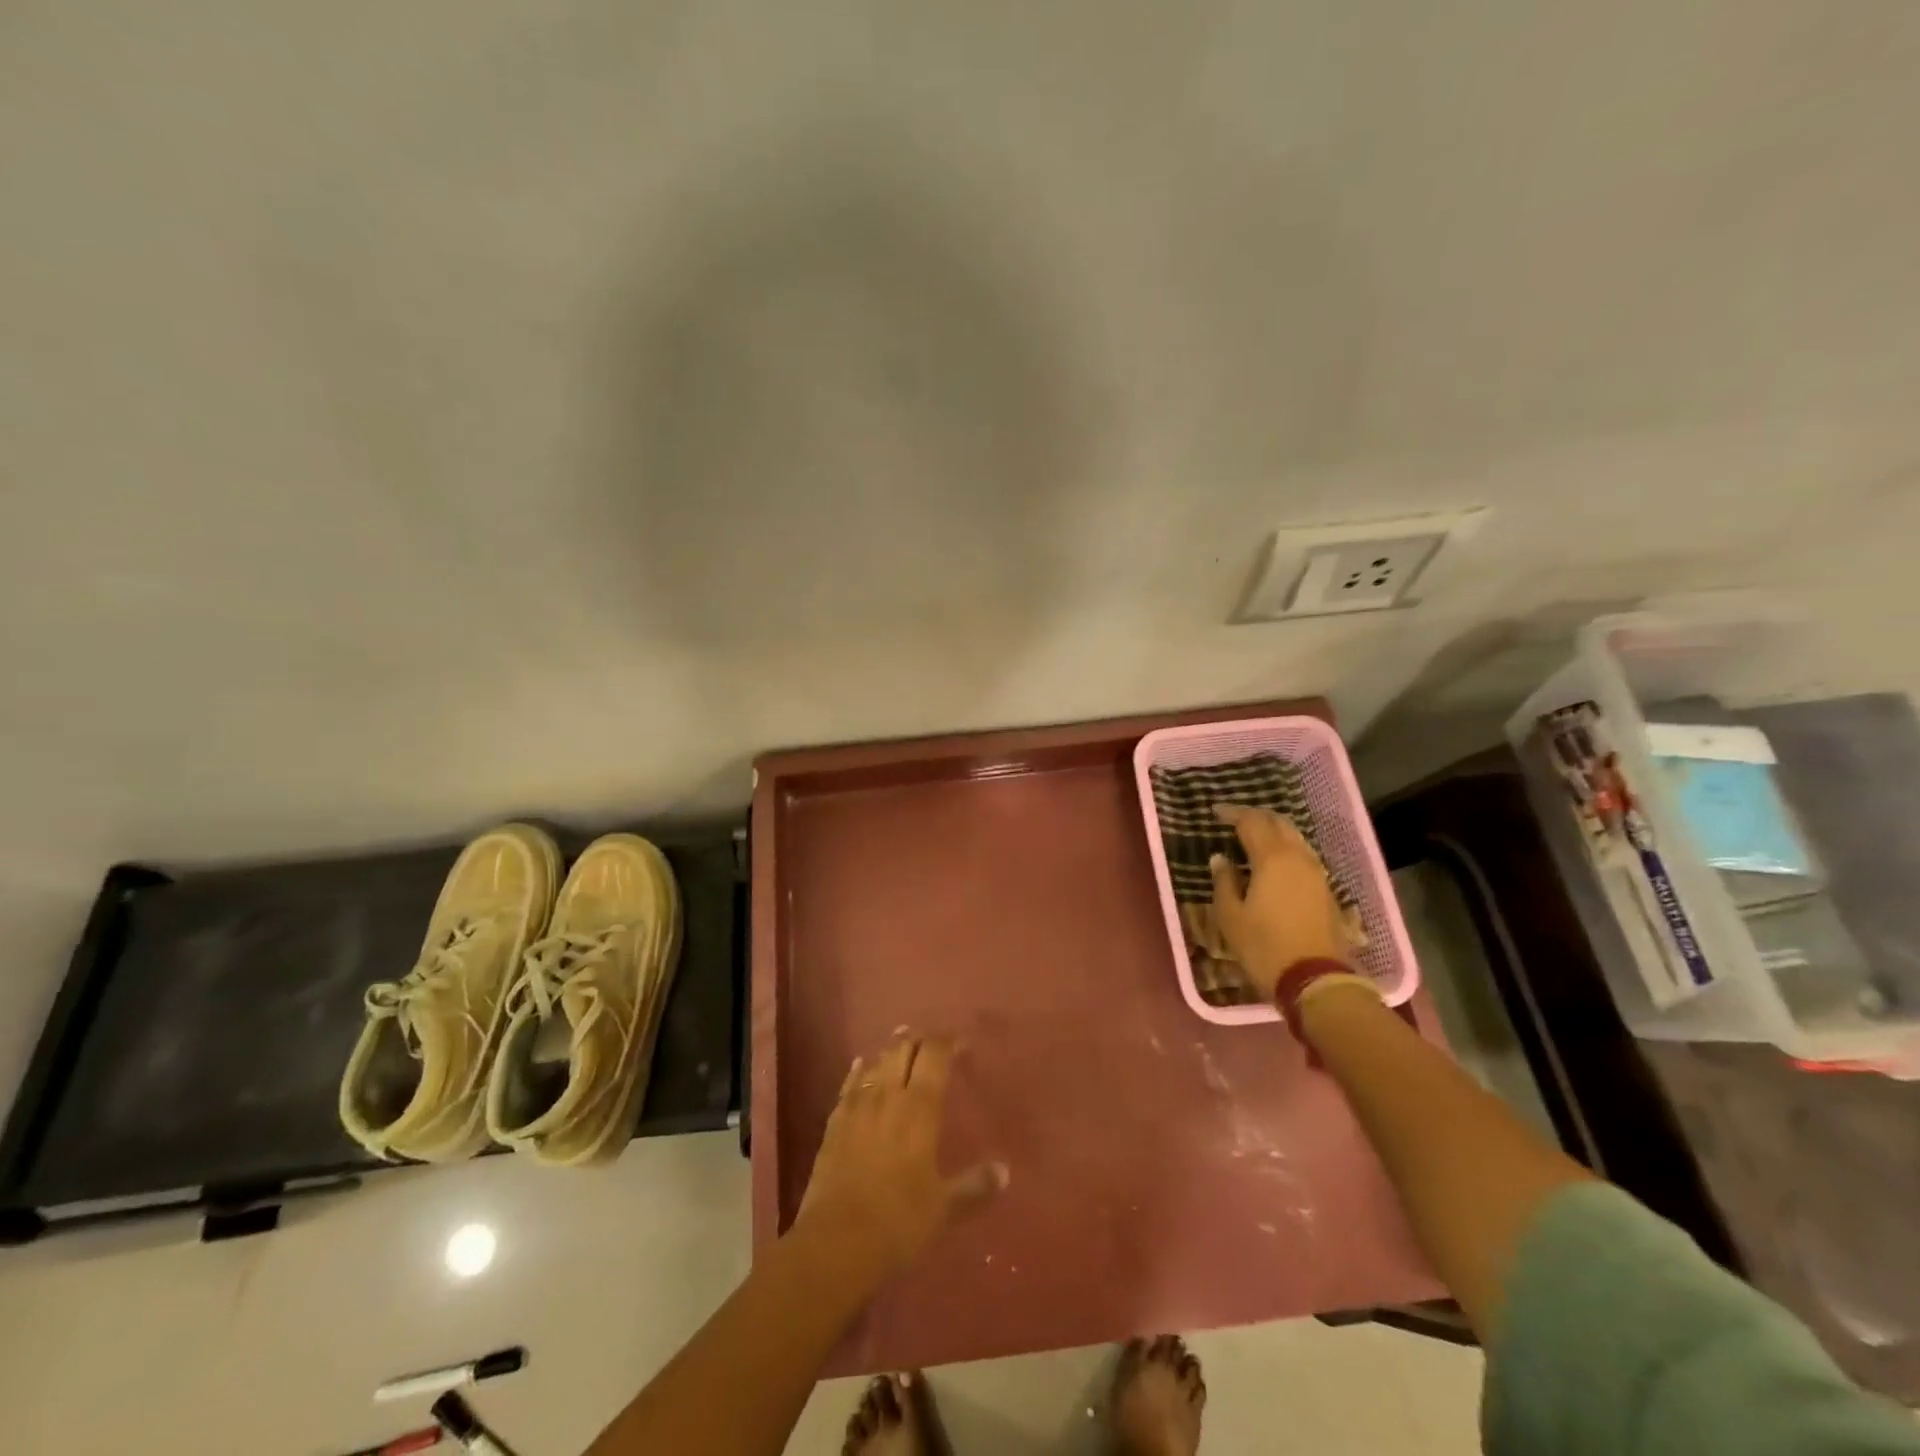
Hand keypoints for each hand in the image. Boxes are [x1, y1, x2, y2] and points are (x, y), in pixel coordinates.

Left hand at [794, 1036, 1007, 1282]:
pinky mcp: (834, 1123)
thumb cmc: (898, 1221)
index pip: (934, 1056)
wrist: (835, 1241)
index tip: (960, 1043)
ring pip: (876, 1063)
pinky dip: (859, 1071)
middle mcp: (889, 1096)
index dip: (947, 1042)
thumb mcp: (944, 1208)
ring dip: (890, 1052)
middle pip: (902, 1051)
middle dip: (917, 1040)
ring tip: (900, 1047)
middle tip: (929, 1042)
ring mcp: (857, 1107)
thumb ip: (975, 1186)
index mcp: (920, 1108)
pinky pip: (849, 1085)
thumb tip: (1004, 1171)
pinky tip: (861, 1066)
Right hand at [1208, 803, 1357, 1000]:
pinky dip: (1286, 849)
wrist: (1316, 980)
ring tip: (1254, 837)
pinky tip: (1274, 861)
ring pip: (1295, 838)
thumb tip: (1220, 859)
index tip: (1215, 812)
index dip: (1232, 814)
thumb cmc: (1264, 947)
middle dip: (1256, 817)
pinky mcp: (1326, 890)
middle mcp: (1298, 857)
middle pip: (1278, 823)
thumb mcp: (1231, 916)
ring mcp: (1317, 873)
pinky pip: (1303, 856)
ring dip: (1274, 831)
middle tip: (1235, 820)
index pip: (1251, 822)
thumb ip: (1224, 881)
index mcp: (1272, 858)